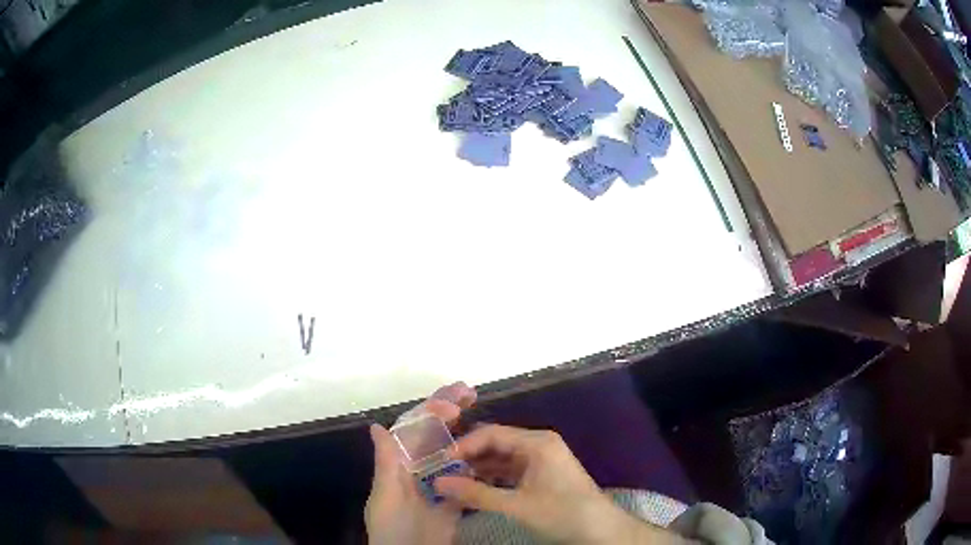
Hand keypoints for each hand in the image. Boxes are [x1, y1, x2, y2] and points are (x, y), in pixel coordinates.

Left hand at [364, 382, 475, 544]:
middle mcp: (418, 468)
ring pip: (451, 450)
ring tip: (480, 410)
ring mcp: (438, 482)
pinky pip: (465, 475)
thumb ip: (386, 463)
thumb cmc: (392, 527)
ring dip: (464, 429)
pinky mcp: (455, 497)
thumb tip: (377, 425)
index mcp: (399, 464)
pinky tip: (489, 448)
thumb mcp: (385, 496)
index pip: (413, 430)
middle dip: (448, 410)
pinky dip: (476, 461)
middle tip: (469, 391)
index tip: (453, 402)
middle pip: (434, 434)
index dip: (431, 411)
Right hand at [435, 425, 685, 544]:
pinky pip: (511, 470)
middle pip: (496, 443)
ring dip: (478, 468)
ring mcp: (541, 459)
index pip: (491, 434)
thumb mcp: (516, 505)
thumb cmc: (561, 513)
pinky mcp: (542, 474)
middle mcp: (538, 444)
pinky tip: (474, 487)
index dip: (463, 446)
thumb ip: (476, 494)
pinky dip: (492, 477)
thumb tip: (438, 483)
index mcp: (536, 442)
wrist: (600, 530)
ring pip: (502, 457)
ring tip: (451, 480)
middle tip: (440, 470)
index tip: (438, 461)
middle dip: (469, 456)